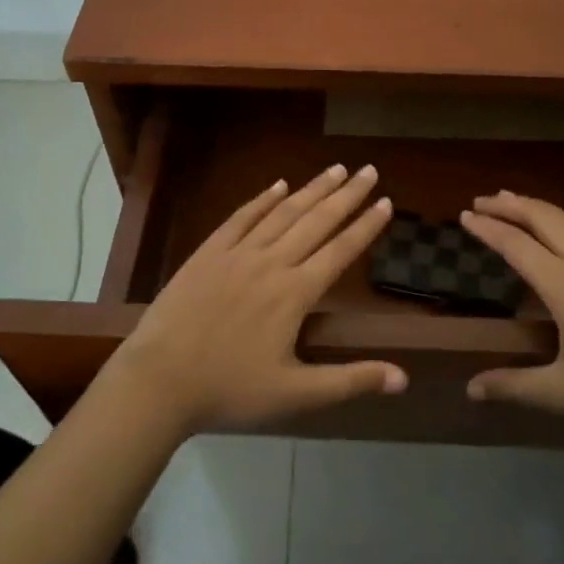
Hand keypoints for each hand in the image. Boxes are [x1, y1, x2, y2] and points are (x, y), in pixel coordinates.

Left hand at [107, 164, 406, 434]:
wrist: (159, 380)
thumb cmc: (229, 390)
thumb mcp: (295, 394)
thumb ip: (350, 381)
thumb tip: (403, 379)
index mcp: (295, 293)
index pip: (341, 251)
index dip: (366, 226)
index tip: (386, 202)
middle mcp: (272, 262)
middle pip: (317, 221)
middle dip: (347, 195)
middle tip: (369, 170)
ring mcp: (238, 253)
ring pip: (283, 212)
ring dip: (312, 189)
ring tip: (336, 169)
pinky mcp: (209, 252)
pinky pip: (242, 217)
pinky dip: (263, 199)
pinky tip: (278, 185)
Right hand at [459, 192, 563, 446]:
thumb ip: (515, 386)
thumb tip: (471, 390)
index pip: (516, 245)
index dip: (488, 228)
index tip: (465, 215)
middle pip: (543, 216)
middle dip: (510, 204)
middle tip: (482, 201)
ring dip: (537, 208)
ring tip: (514, 203)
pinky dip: (562, 222)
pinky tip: (562, 236)